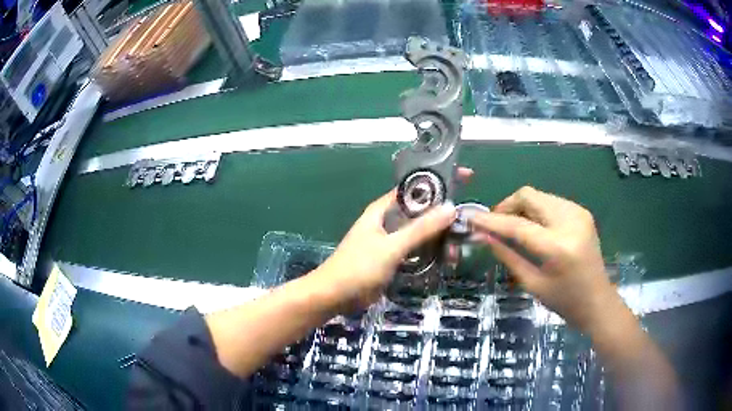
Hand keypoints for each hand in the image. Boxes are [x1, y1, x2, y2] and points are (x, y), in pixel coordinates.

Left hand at [314, 168, 472, 311]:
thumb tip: (451, 207)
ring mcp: (391, 240)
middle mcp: (388, 221)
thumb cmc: (358, 267)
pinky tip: (445, 261)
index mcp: (383, 209)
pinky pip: (417, 250)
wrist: (334, 296)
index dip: (439, 182)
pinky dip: (431, 253)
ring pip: (421, 233)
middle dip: (443, 217)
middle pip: (422, 211)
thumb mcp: (391, 247)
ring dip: (439, 239)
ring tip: (455, 253)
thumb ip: (420, 229)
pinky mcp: (393, 258)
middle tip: (465, 226)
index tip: (464, 178)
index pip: (415, 188)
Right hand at [470, 186, 617, 332]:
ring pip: (539, 196)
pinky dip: (536, 211)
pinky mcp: (582, 212)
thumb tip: (484, 237)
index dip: (491, 221)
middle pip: (529, 196)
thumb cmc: (565, 302)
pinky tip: (533, 228)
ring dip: (521, 208)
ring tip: (513, 228)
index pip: (518, 225)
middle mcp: (570, 221)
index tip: (470, 218)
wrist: (598, 301)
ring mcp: (578, 213)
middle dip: (507, 206)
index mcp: (558, 247)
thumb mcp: (533, 284)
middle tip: (494, 224)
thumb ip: (508, 256)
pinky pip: (551, 202)